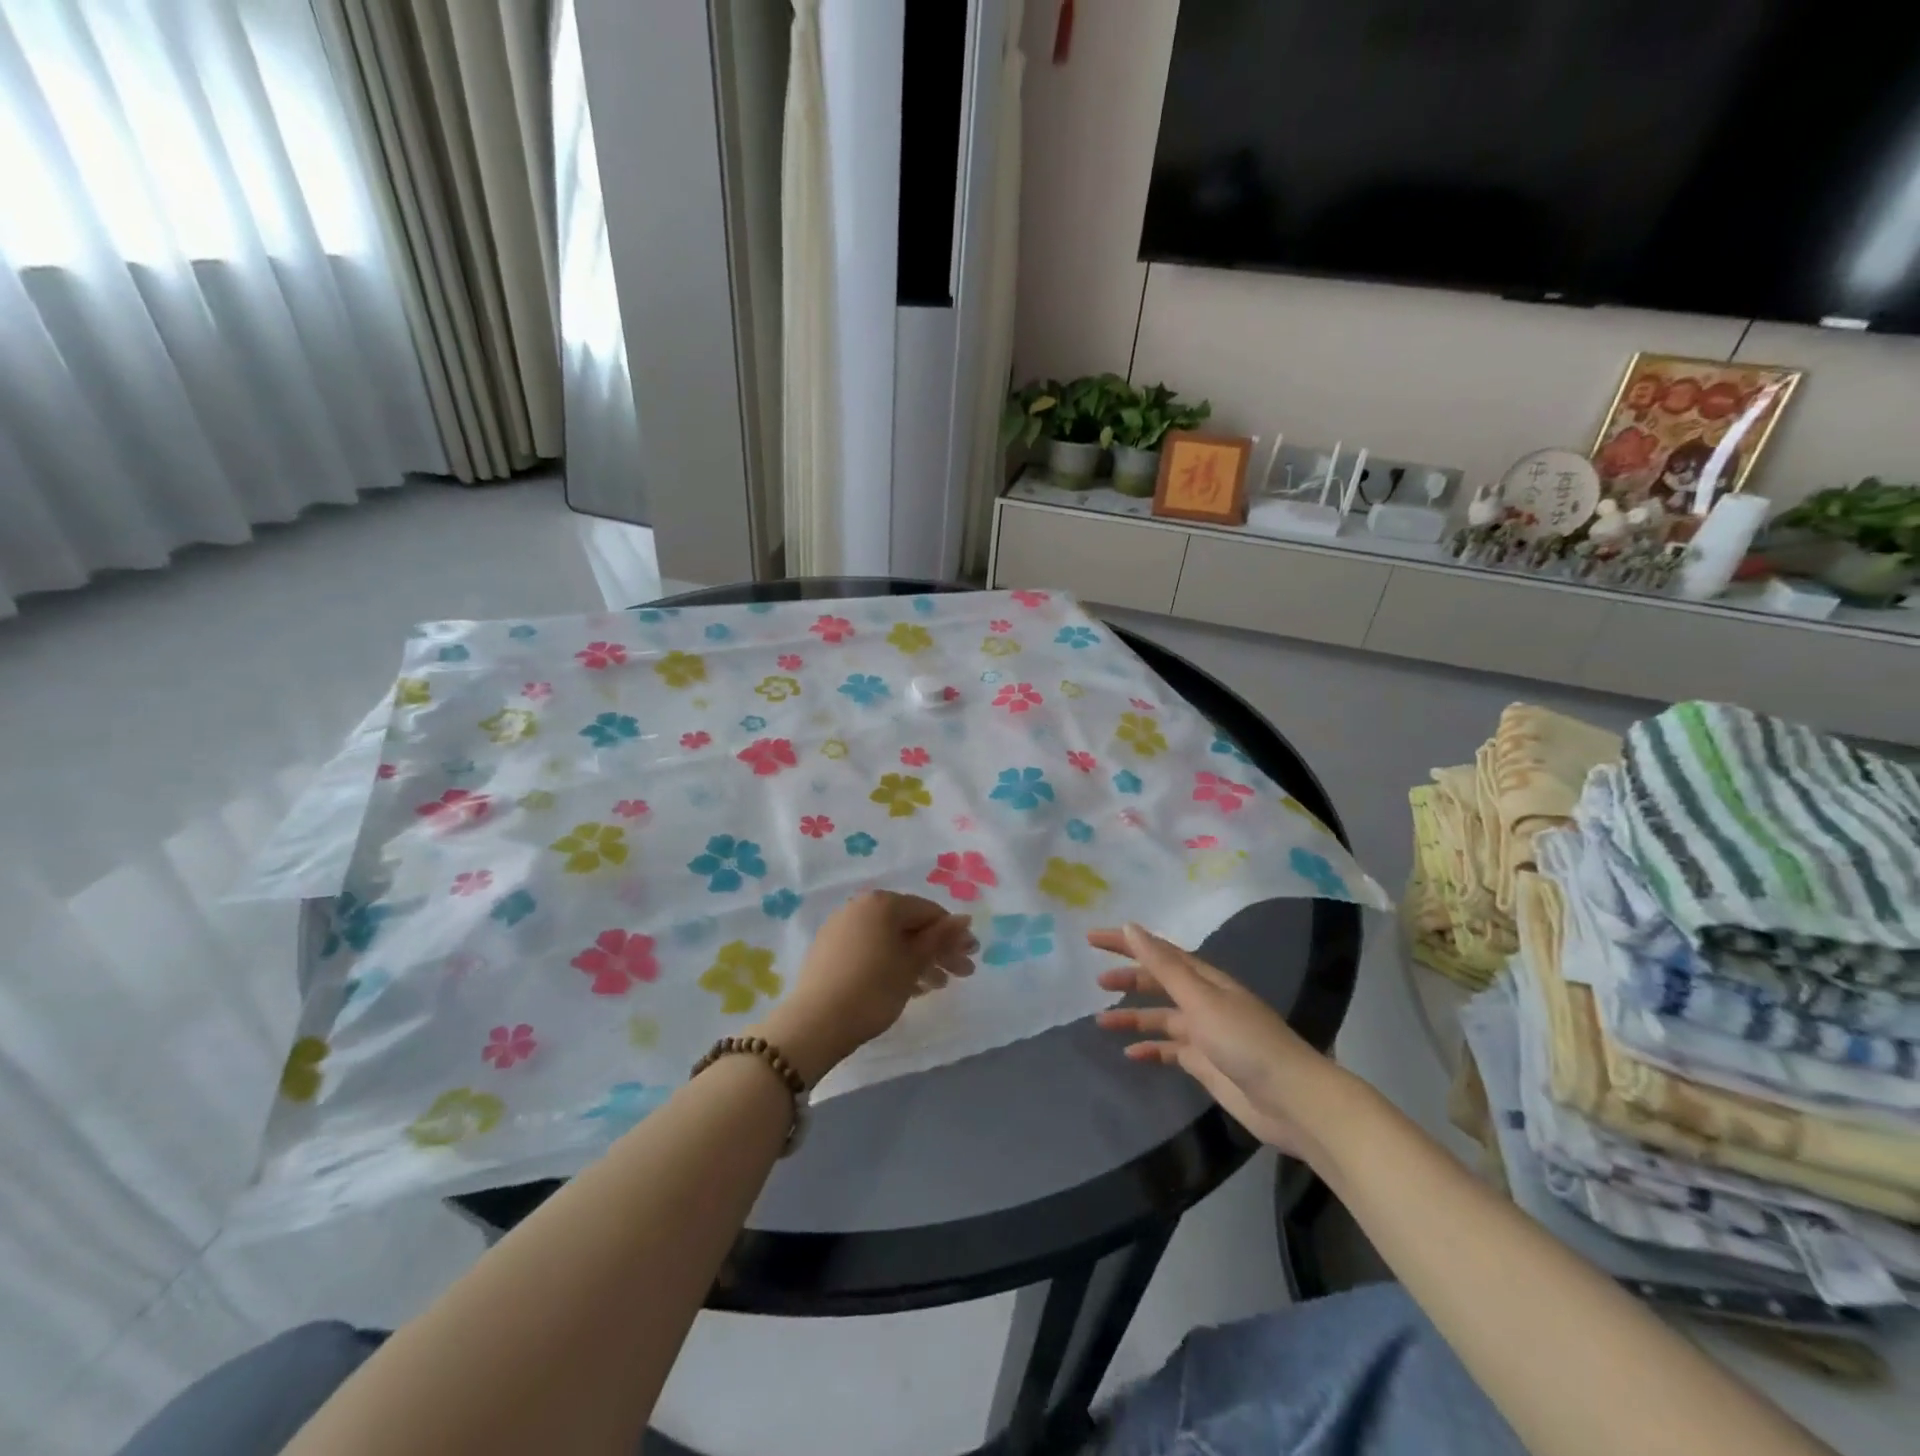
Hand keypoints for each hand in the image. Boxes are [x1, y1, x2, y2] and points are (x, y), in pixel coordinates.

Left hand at [755, 891, 975, 1084]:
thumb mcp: (912, 964)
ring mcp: (842, 928)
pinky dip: (893, 964)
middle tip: (962, 974)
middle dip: (938, 950)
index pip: (928, 911)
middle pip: (910, 926)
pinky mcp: (830, 951)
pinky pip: (872, 950)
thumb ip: (939, 939)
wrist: (815, 1023)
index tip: (972, 956)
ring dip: (918, 961)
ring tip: (938, 986)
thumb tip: (964, 919)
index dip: (953, 934)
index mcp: (882, 903)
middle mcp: (860, 907)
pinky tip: (910, 988)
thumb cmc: (873, 989)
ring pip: (891, 940)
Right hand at [1089, 922, 1360, 1165]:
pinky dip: (1150, 1049)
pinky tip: (1129, 1054)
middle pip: (1159, 982)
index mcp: (1205, 979)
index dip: (1126, 943)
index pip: (1158, 951)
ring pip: (1161, 1018)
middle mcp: (1204, 1000)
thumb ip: (1164, 967)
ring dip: (1133, 1016)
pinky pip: (1169, 1050)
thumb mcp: (1201, 999)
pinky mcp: (1206, 1064)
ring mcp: (1205, 1033)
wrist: (1292, 1100)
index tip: (1092, 938)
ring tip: (1100, 1022)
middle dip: (1128, 978)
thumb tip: (1131, 928)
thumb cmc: (1245, 1041)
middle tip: (1096, 980)